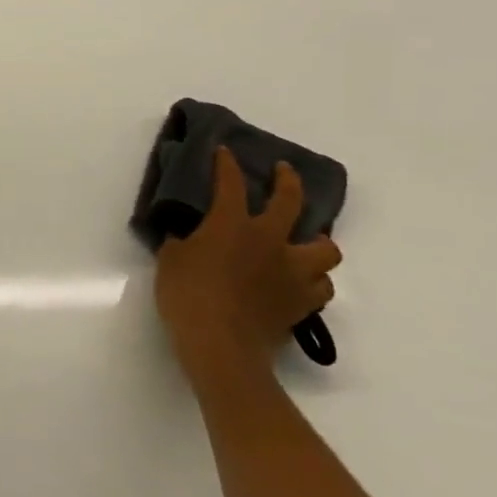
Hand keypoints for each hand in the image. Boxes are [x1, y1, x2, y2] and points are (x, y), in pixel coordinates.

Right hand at [154, 150, 341, 381]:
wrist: (220, 344)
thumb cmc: (187, 295)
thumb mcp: (170, 260)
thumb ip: (182, 242)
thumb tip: (188, 237)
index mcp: (233, 224)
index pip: (230, 183)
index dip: (227, 164)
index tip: (225, 151)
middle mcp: (270, 240)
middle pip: (291, 201)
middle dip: (288, 181)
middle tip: (283, 172)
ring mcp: (292, 271)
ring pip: (325, 248)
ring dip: (316, 242)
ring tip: (304, 242)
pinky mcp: (302, 302)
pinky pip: (321, 287)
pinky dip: (313, 281)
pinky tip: (300, 282)